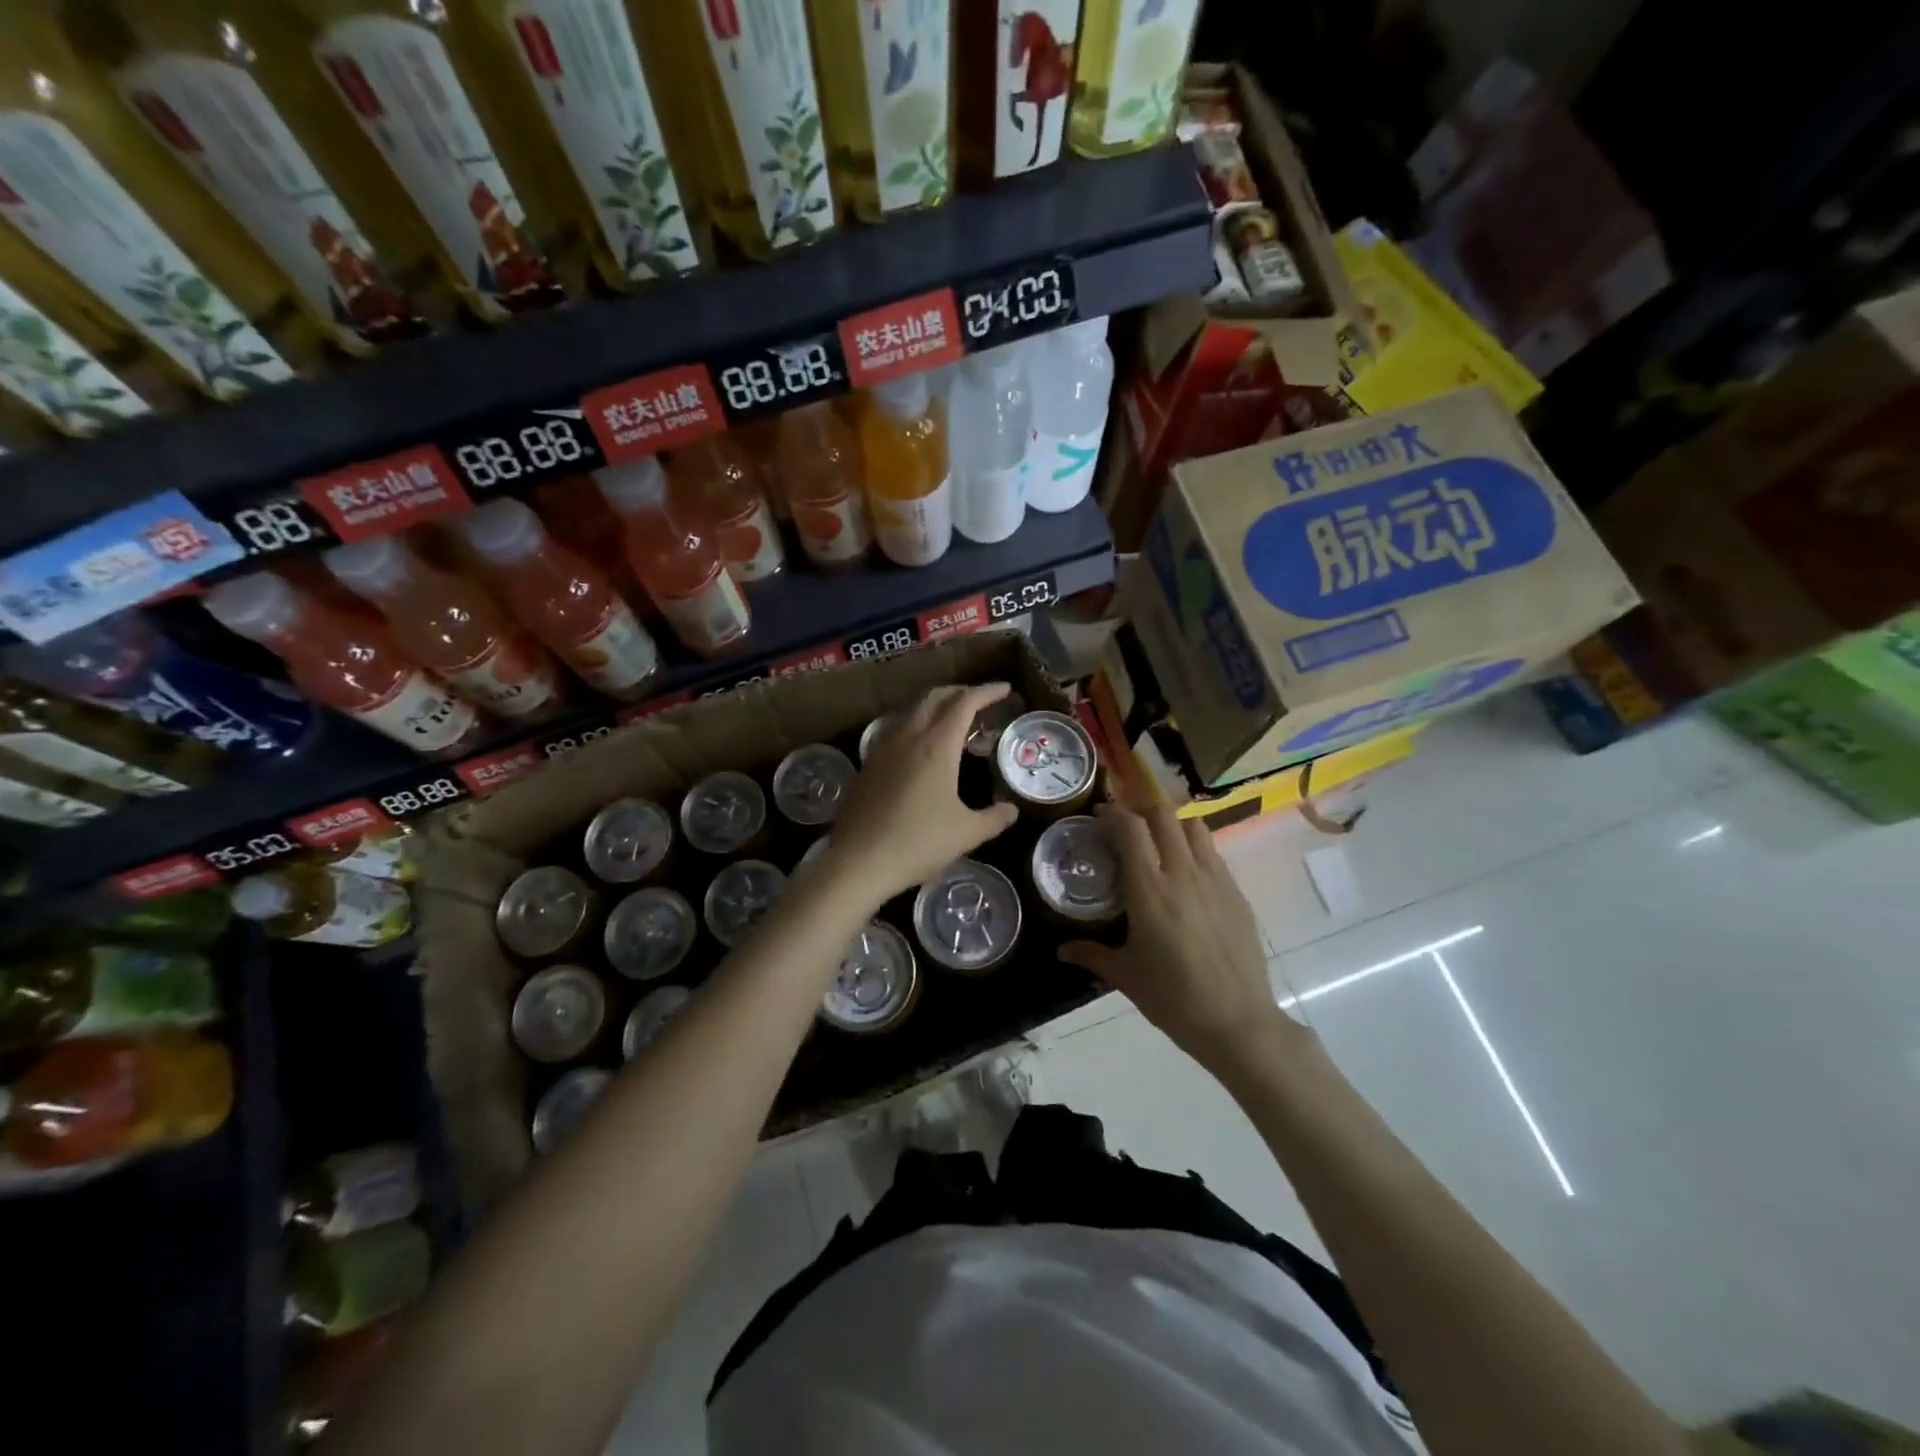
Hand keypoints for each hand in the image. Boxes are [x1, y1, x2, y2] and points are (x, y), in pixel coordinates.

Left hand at [826, 683, 1019, 902]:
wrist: (858, 861)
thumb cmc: (918, 843)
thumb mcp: (966, 834)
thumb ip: (993, 818)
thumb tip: (1011, 811)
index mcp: (937, 746)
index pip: (965, 703)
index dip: (987, 692)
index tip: (1005, 689)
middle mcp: (908, 737)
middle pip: (935, 697)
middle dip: (960, 692)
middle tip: (981, 701)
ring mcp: (884, 749)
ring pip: (913, 711)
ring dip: (937, 708)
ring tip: (955, 724)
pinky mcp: (869, 765)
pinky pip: (898, 730)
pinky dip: (918, 726)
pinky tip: (924, 750)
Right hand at [1060, 802, 1303, 1077]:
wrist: (1238, 1022)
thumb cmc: (1173, 999)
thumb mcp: (1125, 976)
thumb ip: (1091, 955)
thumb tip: (1061, 951)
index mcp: (1150, 890)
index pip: (1131, 828)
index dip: (1113, 812)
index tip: (1099, 814)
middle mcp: (1183, 874)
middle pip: (1164, 814)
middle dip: (1141, 808)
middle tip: (1126, 822)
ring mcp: (1215, 880)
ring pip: (1194, 826)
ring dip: (1172, 823)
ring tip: (1158, 841)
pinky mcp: (1237, 893)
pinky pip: (1213, 853)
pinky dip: (1194, 848)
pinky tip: (1186, 874)